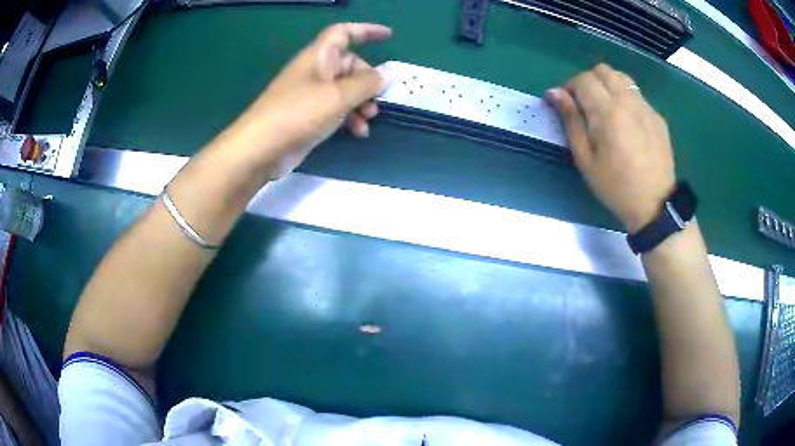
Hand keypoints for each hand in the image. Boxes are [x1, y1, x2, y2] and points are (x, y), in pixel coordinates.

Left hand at [215, 22, 392, 178]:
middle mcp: (316, 72)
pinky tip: (359, 132)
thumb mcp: (337, 96)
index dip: (366, 30)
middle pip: (350, 64)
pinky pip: (337, 109)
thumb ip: (366, 83)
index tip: (389, 36)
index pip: (344, 33)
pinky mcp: (310, 116)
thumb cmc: (298, 113)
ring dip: (362, 101)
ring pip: (346, 89)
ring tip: (369, 118)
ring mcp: (312, 95)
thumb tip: (388, 73)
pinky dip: (350, 117)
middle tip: (378, 97)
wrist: (261, 149)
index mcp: (318, 57)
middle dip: (368, 79)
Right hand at [546, 64, 675, 232]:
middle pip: (603, 71)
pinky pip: (637, 95)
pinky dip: (626, 99)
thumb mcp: (585, 159)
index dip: (570, 87)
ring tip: (607, 110)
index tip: (568, 105)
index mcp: (608, 112)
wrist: (655, 205)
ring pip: (622, 78)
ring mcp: (646, 107)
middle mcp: (628, 101)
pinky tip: (627, 124)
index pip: (583, 79)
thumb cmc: (616, 187)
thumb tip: (554, 93)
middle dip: (590, 81)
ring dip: (608, 86)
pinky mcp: (657, 117)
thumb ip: (571, 121)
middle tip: (586, 105)